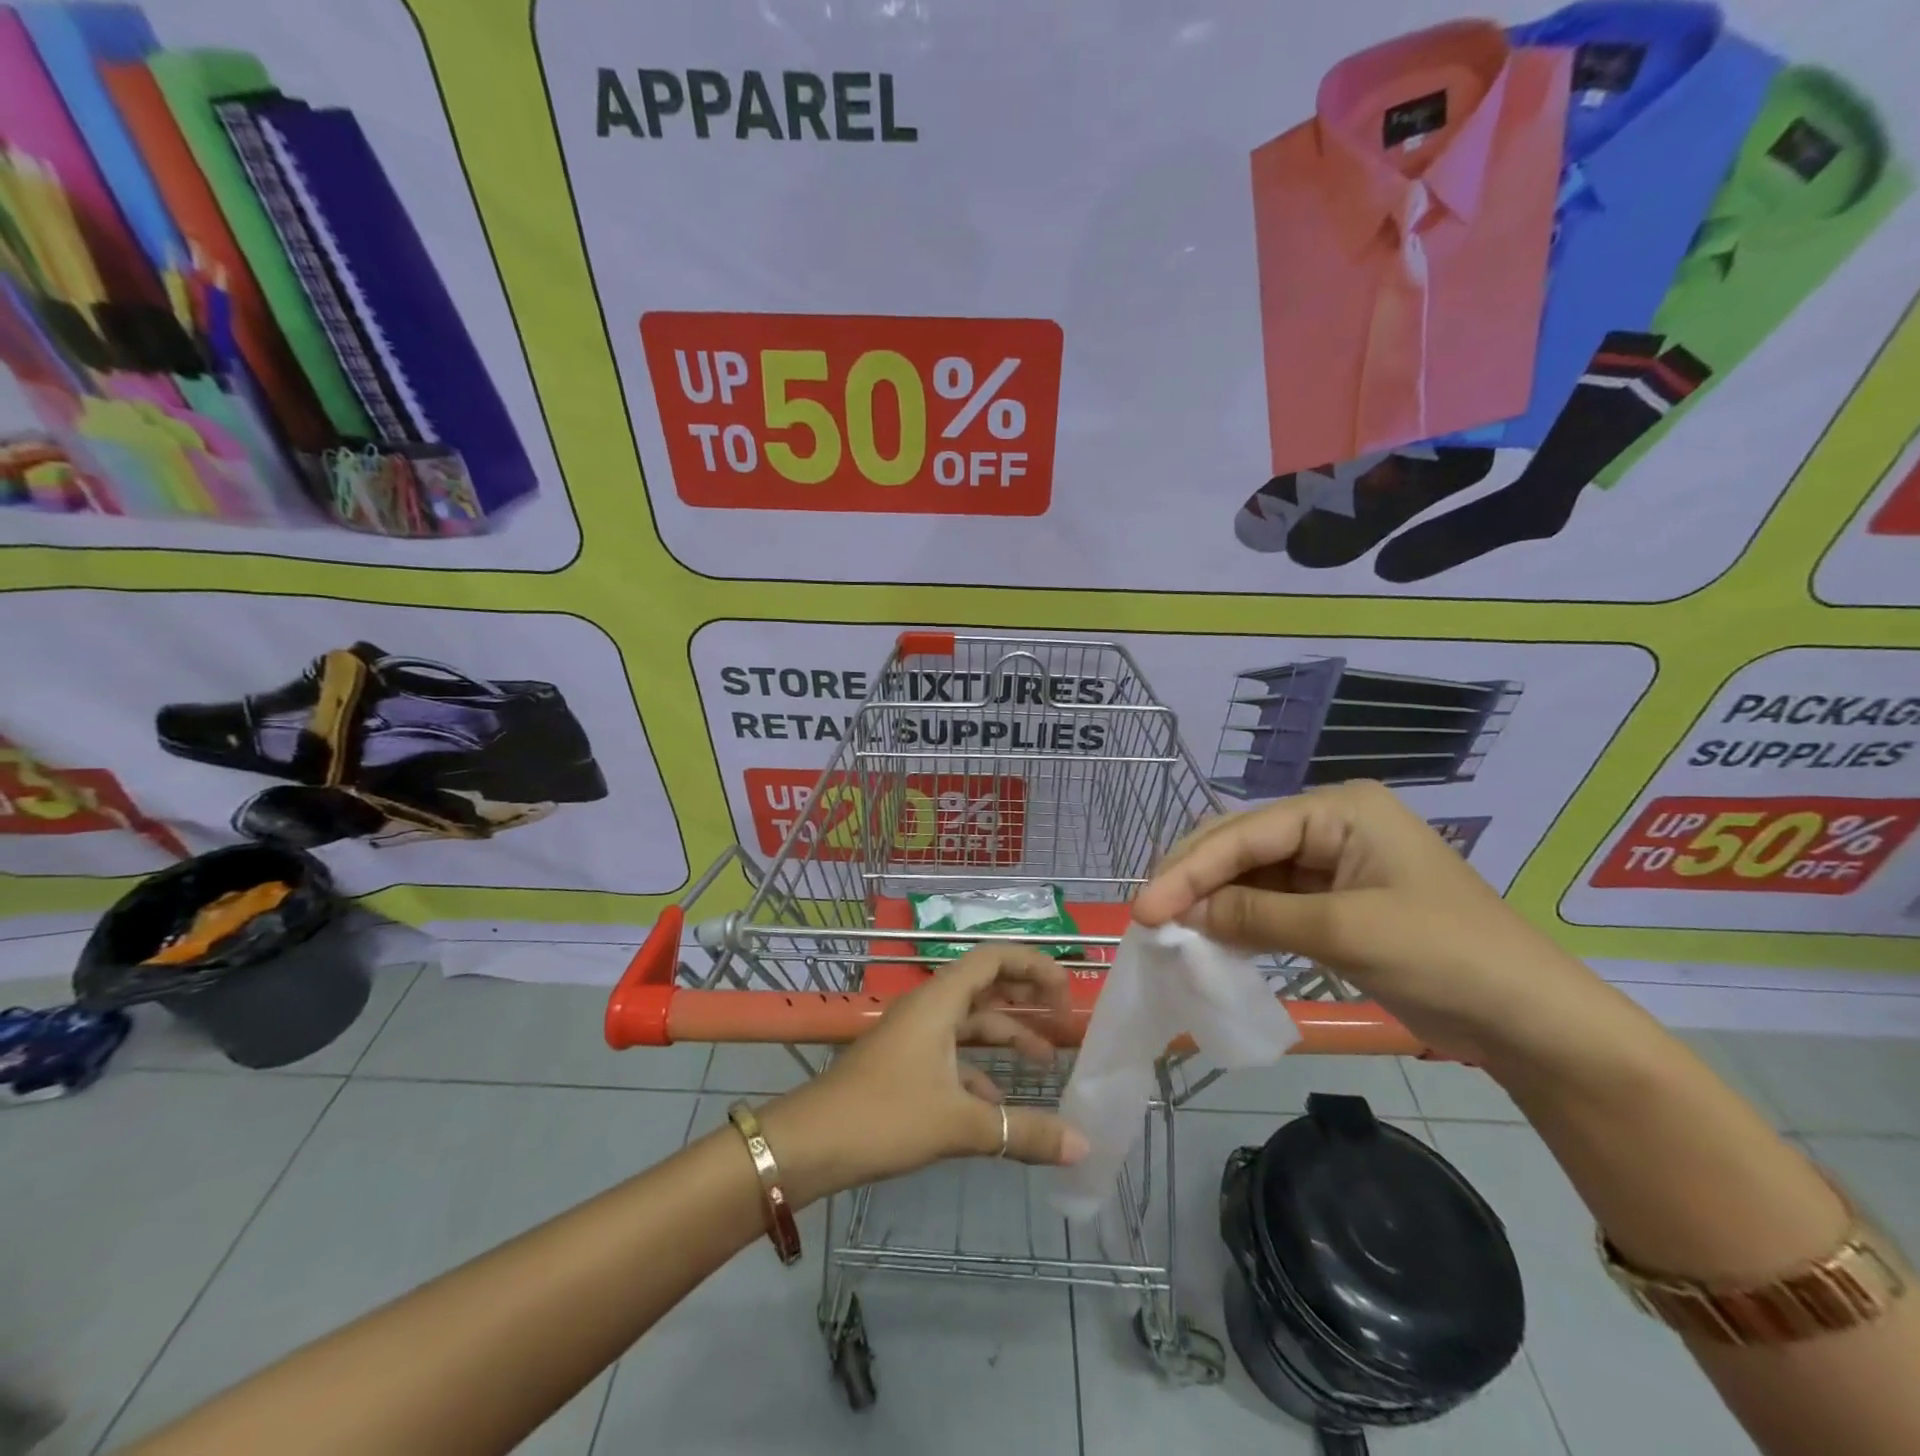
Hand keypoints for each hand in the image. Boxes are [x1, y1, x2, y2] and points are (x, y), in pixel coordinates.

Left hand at [760, 945, 1090, 1204]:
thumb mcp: (958, 1123)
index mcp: (940, 1000)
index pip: (994, 958)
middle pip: (985, 986)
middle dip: (1024, 998)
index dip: (1034, 966)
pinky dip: (980, 1070)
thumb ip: (1021, 1132)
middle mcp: (929, 1008)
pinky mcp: (905, 1064)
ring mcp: (914, 1036)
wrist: (808, 1145)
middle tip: (1062, 1021)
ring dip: (1006, 1037)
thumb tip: (1082, 1146)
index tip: (1066, 994)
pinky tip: (998, 1104)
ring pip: (970, 1023)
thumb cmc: (883, 1116)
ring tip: (1044, 1064)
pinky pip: (953, 1054)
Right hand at [1131, 780, 1609, 1065]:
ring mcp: (1331, 863)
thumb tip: (1185, 912)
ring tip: (1170, 927)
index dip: (1190, 870)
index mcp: (1340, 809)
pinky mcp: (1333, 901)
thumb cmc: (1445, 956)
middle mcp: (1330, 825)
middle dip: (1194, 878)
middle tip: (1148, 915)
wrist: (1530, 1020)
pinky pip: (1270, 901)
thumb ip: (1257, 914)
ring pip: (1250, 873)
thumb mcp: (1344, 931)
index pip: (1246, 834)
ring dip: (1212, 899)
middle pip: (1241, 845)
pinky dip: (1239, 918)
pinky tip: (1210, 935)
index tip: (1146, 909)